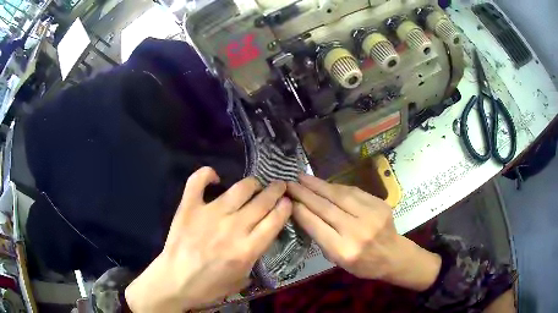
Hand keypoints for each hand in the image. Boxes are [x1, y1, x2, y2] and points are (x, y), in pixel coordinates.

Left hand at [125, 167, 291, 311]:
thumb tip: (259, 238)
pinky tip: (215, 176)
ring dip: (252, 183)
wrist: (175, 282)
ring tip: (255, 184)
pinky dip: (207, 174)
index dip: (285, 207)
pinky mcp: (189, 207)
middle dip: (276, 191)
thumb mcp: (241, 279)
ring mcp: (210, 214)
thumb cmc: (209, 287)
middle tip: (279, 186)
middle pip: (262, 201)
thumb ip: (254, 257)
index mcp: (247, 249)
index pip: (275, 220)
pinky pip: (198, 181)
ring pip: (240, 188)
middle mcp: (233, 227)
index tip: (287, 201)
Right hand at [287, 174, 440, 290]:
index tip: (287, 199)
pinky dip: (336, 187)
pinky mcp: (379, 204)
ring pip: (339, 195)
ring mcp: (371, 215)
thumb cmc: (362, 264)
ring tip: (303, 178)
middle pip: (325, 208)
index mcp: (343, 250)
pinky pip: (353, 191)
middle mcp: (357, 231)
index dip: (300, 210)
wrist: (393, 255)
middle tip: (289, 183)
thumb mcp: (337, 261)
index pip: (316, 225)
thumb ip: (321, 238)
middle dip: (304, 193)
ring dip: (318, 185)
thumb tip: (304, 213)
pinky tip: (325, 183)